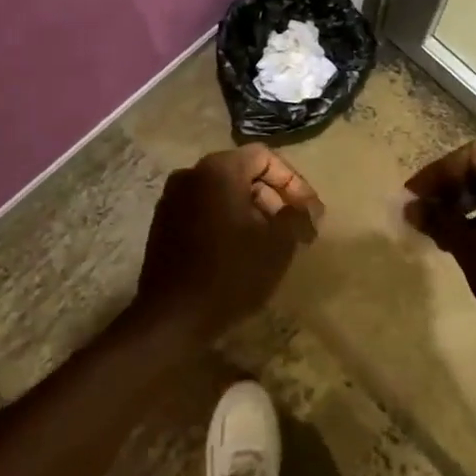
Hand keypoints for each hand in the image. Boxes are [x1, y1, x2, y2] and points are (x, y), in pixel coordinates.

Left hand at [133, 145, 321, 340]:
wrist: (172, 318)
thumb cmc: (231, 273)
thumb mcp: (278, 243)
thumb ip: (297, 216)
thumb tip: (306, 209)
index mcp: (219, 169)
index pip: (265, 157)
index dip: (294, 183)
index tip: (311, 213)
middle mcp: (191, 174)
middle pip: (244, 174)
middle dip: (275, 199)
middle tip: (297, 230)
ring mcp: (173, 199)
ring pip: (224, 194)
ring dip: (253, 212)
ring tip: (273, 244)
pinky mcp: (164, 225)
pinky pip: (205, 211)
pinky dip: (228, 223)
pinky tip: (243, 253)